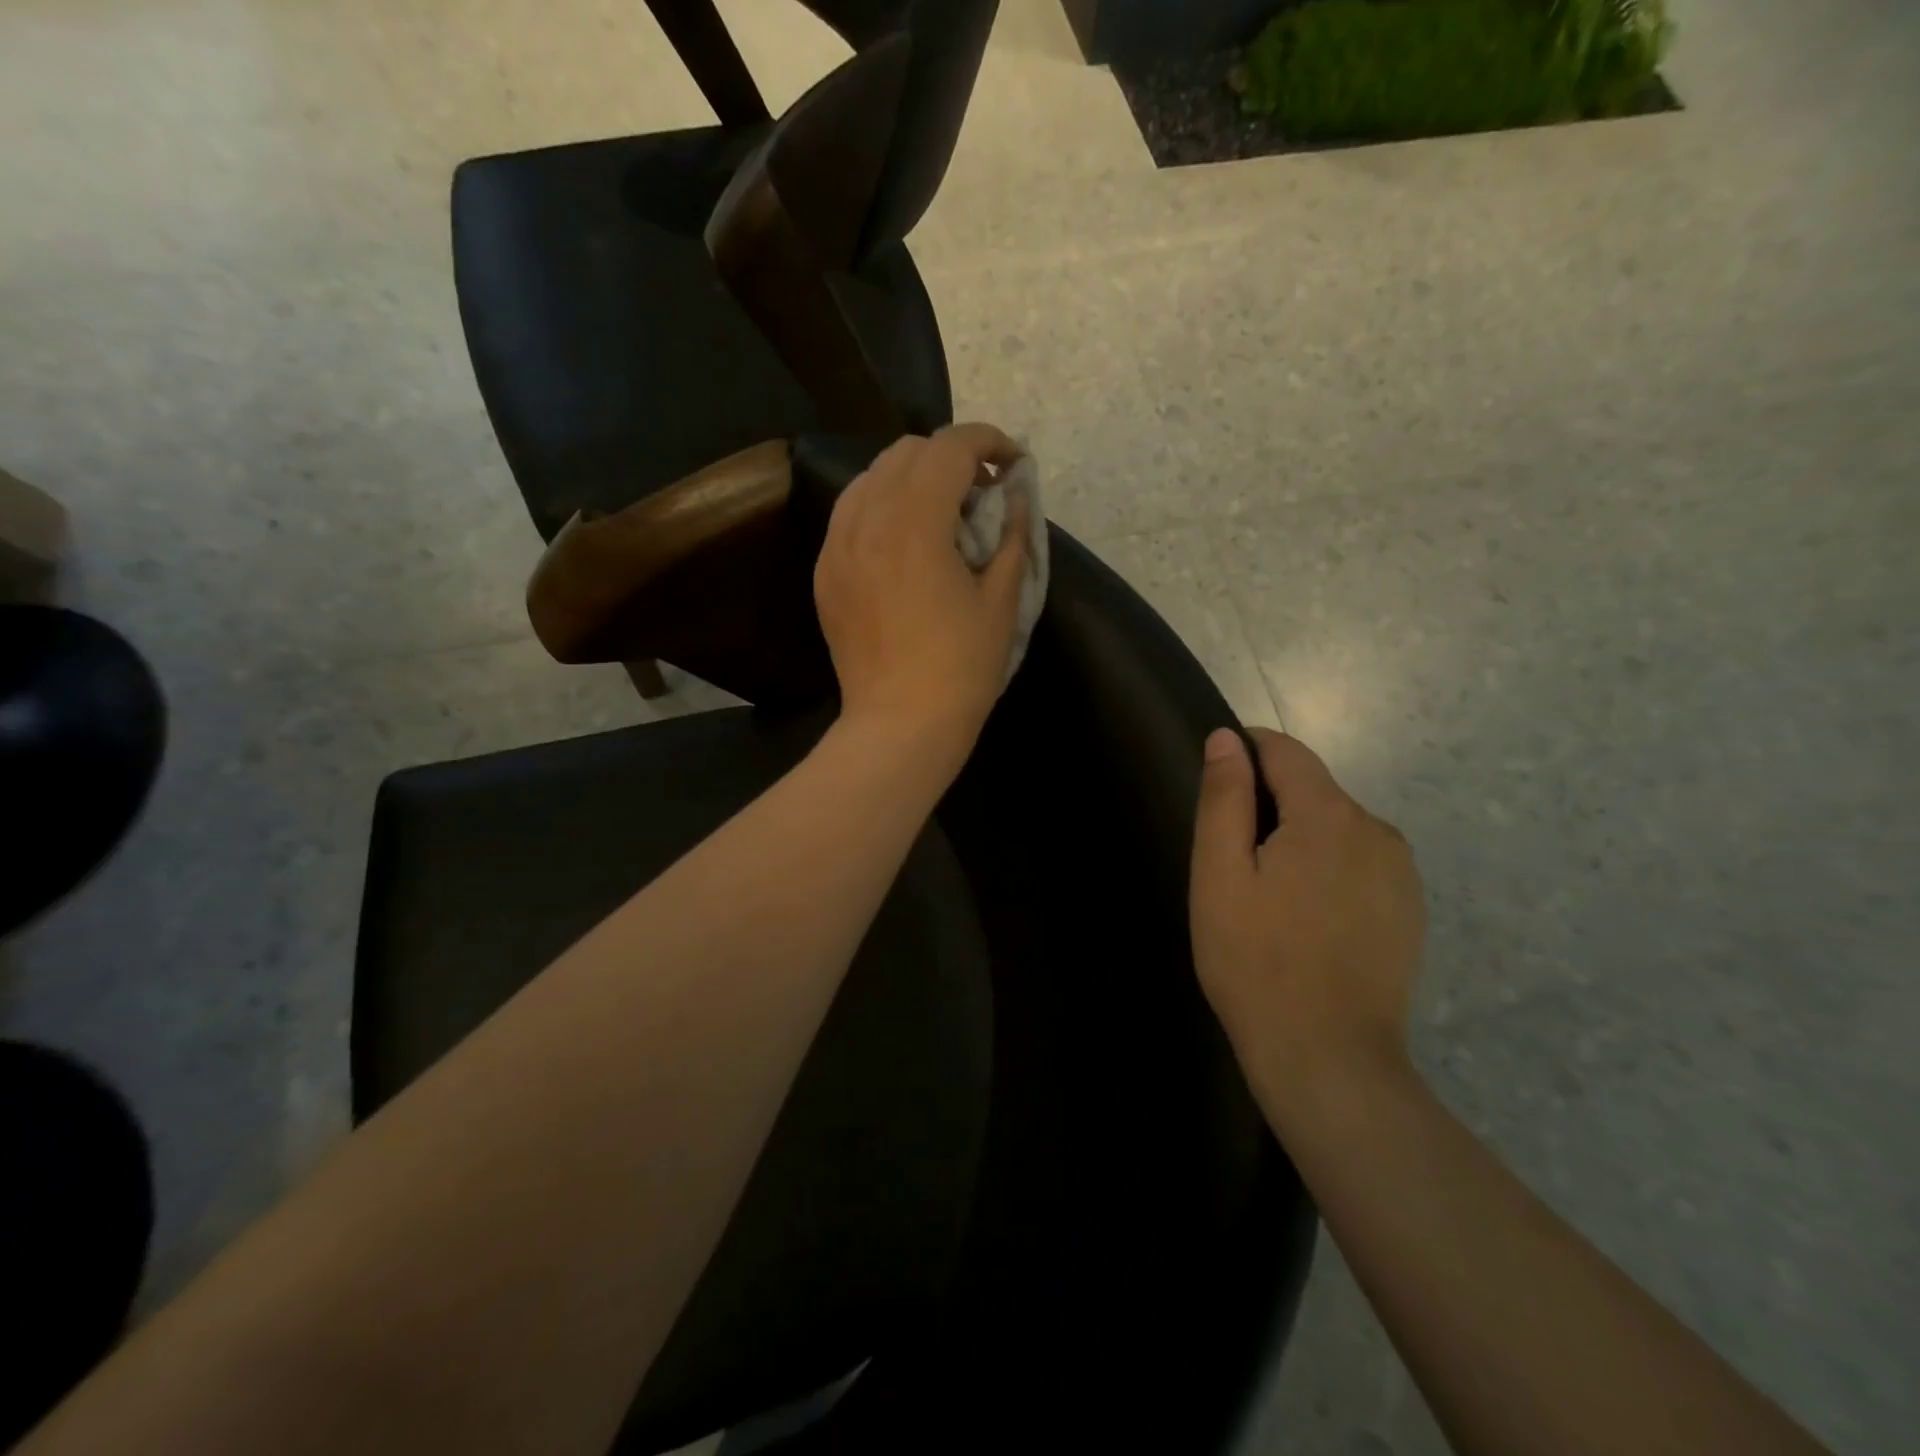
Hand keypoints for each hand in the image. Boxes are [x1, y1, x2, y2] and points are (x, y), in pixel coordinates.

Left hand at [813, 424, 1029, 770]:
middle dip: (951, 457)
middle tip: (981, 492)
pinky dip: (881, 507)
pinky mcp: (825, 572)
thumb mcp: (1002, 599)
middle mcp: (866, 519)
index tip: (1012, 462)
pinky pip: (850, 514)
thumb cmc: (961, 666)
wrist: (900, 723)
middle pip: (906, 452)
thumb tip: (1014, 496)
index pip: (950, 448)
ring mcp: (837, 545)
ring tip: (941, 513)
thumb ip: (1012, 535)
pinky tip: (904, 541)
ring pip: (871, 477)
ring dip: (912, 477)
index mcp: (915, 520)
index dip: (988, 441)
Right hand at [1189, 728, 1425, 1119]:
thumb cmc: (1254, 959)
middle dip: (1269, 806)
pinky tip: (1305, 919)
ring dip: (1299, 839)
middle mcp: (1377, 830)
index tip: (1216, 783)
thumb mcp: (1220, 874)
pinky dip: (1327, 869)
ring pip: (1336, 827)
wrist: (1326, 1057)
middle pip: (1312, 790)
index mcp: (1328, 816)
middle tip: (1231, 862)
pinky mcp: (1409, 908)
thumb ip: (1224, 798)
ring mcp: (1401, 872)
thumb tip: (1227, 739)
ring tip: (1267, 896)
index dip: (1246, 751)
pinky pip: (1359, 862)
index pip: (1286, 751)